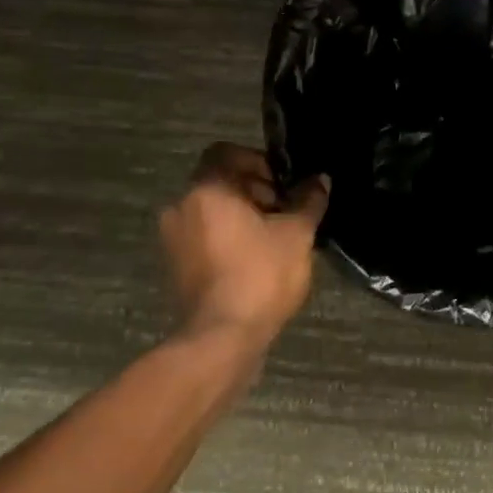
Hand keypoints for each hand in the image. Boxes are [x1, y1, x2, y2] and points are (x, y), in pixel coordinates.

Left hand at [160, 143, 329, 350]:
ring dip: (241, 215)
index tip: (282, 185)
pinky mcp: (174, 266)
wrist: (221, 339)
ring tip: (273, 238)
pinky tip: (255, 259)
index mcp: (206, 189)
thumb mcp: (296, 234)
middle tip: (284, 212)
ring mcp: (172, 239)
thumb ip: (308, 201)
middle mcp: (181, 206)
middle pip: (219, 181)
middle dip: (254, 190)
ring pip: (211, 210)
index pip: (226, 152)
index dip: (258, 162)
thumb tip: (319, 180)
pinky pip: (203, 236)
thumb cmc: (259, 276)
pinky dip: (226, 238)